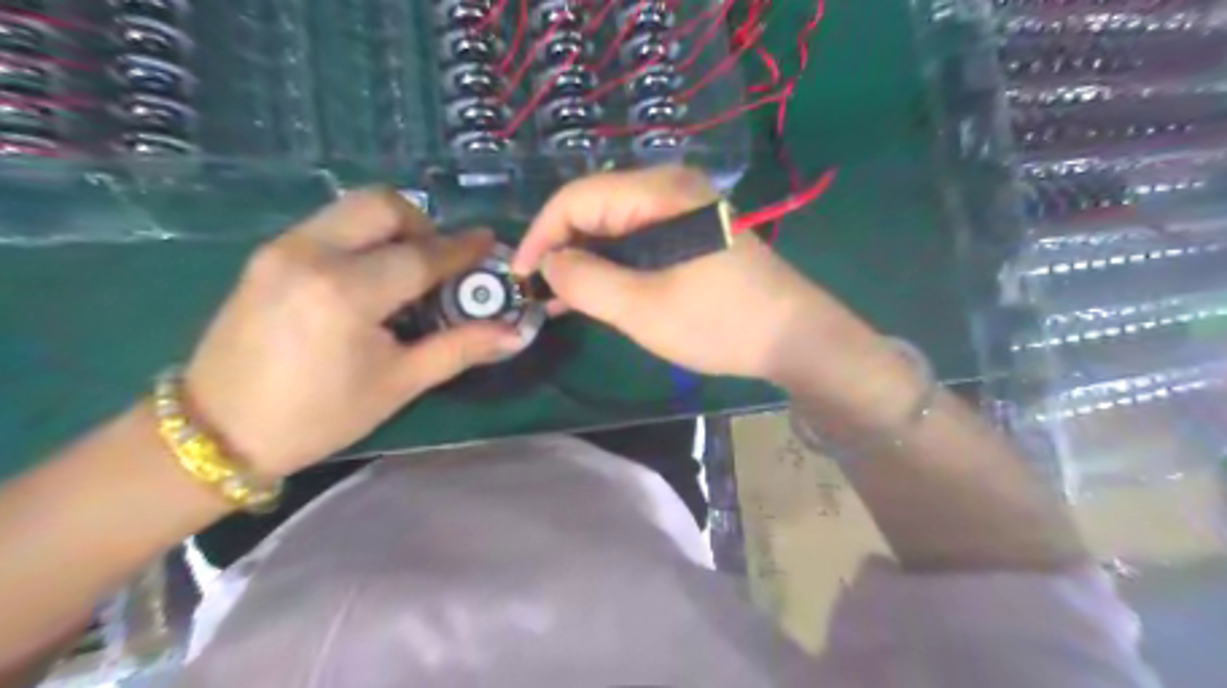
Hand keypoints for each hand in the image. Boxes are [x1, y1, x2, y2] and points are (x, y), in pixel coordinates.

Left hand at [186, 187, 520, 476]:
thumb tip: (514, 334)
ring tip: (407, 271)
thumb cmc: (319, 416)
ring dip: (392, 228)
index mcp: (345, 293)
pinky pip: (330, 224)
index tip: (489, 243)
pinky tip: (369, 277)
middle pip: (382, 206)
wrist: (218, 431)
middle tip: (439, 263)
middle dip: (423, 225)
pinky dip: (363, 237)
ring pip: (353, 209)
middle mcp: (310, 254)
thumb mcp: (398, 384)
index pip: (420, 256)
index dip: (462, 250)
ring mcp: (282, 249)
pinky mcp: (267, 254)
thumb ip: (459, 349)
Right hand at [515, 163, 865, 384]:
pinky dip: (612, 267)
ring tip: (556, 300)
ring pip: (614, 229)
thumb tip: (549, 264)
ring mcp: (683, 213)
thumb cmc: (719, 321)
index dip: (541, 234)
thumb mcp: (643, 307)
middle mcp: (669, 191)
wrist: (794, 338)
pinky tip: (593, 295)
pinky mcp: (691, 237)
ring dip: (584, 262)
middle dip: (561, 249)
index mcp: (659, 193)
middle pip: (595, 208)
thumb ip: (586, 281)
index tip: (519, 275)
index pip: (577, 197)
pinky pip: (637, 244)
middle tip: (537, 293)